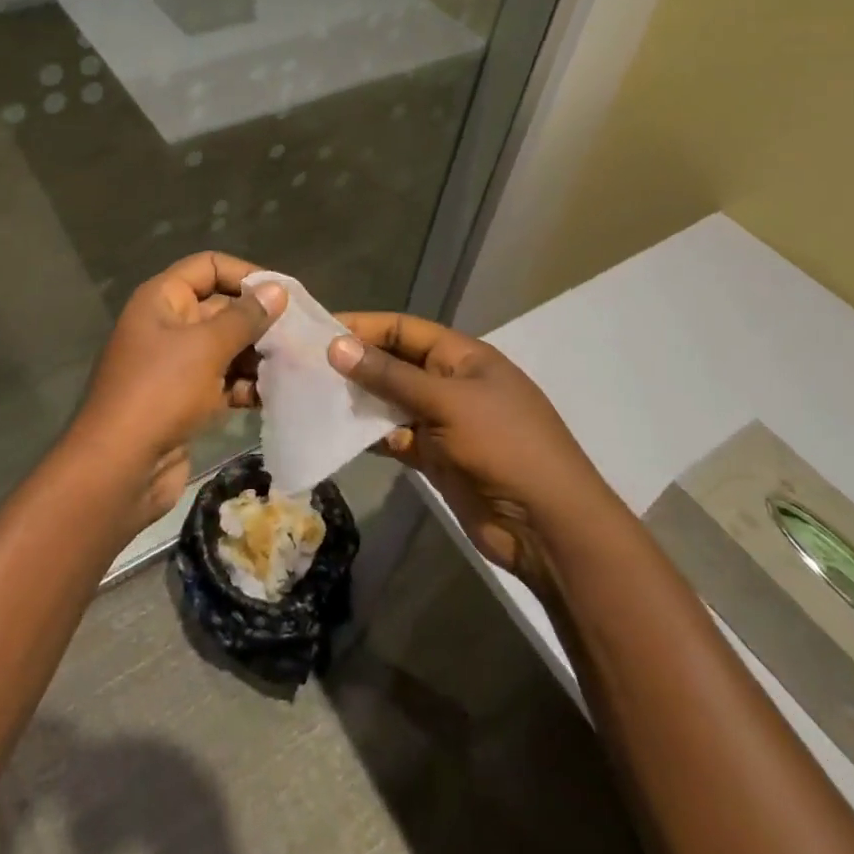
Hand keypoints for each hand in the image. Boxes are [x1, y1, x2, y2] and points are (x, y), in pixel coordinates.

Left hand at [68, 253, 286, 522]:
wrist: (119, 470)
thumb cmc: (160, 392)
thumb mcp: (206, 347)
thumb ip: (245, 317)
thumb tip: (278, 290)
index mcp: (162, 300)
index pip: (208, 266)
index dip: (245, 274)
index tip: (283, 294)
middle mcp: (168, 325)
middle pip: (221, 307)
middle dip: (258, 320)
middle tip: (300, 334)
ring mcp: (175, 365)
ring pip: (225, 347)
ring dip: (257, 355)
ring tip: (295, 364)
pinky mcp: (185, 401)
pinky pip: (222, 381)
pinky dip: (246, 385)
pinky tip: (275, 394)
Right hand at [329, 313, 621, 585]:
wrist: (548, 526)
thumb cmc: (504, 446)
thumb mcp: (447, 402)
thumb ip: (390, 376)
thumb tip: (337, 346)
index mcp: (463, 356)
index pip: (404, 329)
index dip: (364, 326)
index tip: (319, 330)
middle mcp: (450, 383)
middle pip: (395, 363)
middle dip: (356, 363)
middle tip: (306, 364)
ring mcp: (443, 421)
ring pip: (391, 401)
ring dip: (358, 399)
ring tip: (312, 396)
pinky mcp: (436, 456)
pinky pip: (395, 436)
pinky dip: (371, 434)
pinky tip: (338, 432)